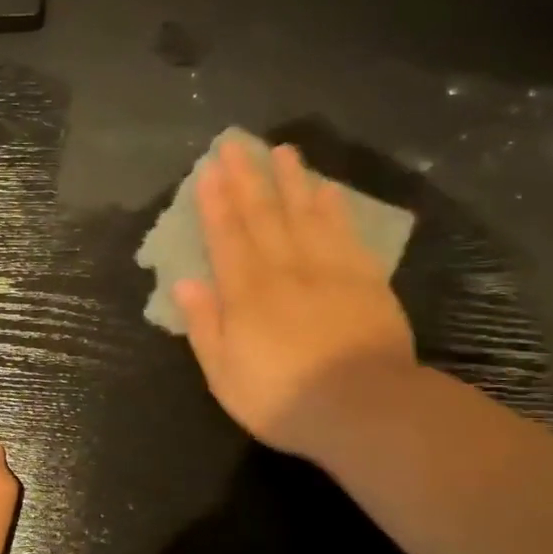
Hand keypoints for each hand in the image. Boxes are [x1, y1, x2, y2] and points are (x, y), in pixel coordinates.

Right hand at [174, 138, 416, 457]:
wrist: (366, 410)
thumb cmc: (284, 400)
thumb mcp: (225, 374)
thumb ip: (204, 325)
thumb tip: (185, 281)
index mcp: (246, 294)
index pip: (226, 237)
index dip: (214, 203)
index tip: (207, 170)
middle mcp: (284, 270)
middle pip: (263, 216)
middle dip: (246, 178)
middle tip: (236, 144)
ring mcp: (329, 271)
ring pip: (305, 215)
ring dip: (291, 181)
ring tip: (281, 151)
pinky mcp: (366, 281)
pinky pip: (346, 235)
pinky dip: (335, 210)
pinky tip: (328, 190)